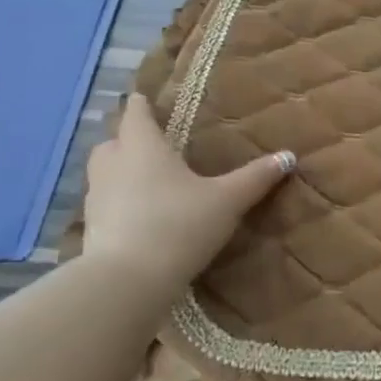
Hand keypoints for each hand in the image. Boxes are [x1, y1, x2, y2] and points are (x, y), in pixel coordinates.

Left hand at [82, 94, 293, 290]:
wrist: (127, 281)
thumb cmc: (179, 225)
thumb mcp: (227, 201)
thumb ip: (255, 178)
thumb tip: (288, 156)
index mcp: (142, 147)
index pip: (135, 114)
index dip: (141, 104)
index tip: (145, 98)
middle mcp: (113, 165)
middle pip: (113, 141)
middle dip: (128, 138)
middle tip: (152, 143)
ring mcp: (96, 198)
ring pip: (104, 172)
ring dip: (120, 171)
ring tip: (147, 180)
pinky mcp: (91, 229)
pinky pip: (104, 204)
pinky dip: (118, 203)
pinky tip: (139, 216)